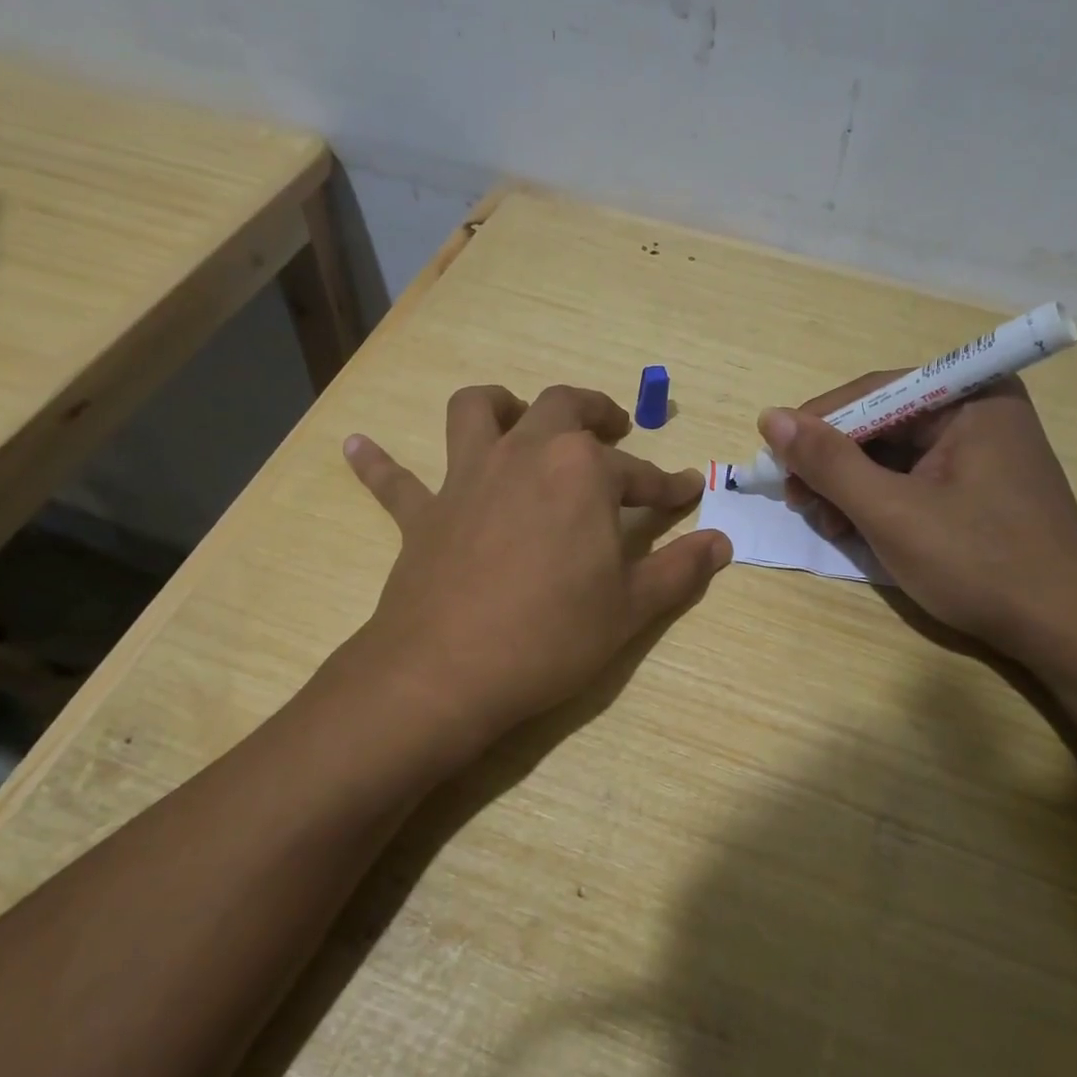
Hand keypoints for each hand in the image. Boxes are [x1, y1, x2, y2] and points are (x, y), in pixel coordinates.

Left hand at [344, 384, 732, 749]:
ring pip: (476, 411)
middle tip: (612, 429)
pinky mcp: (422, 513)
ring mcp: (467, 478)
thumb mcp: (630, 609)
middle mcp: (525, 455)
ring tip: (516, 415)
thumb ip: (679, 570)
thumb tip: (722, 543)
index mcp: (582, 473)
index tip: (688, 492)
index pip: (640, 473)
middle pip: (562, 407)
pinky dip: (377, 463)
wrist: (447, 672)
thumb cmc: (551, 636)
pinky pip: (394, 481)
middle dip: (595, 412)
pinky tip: (355, 445)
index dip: (669, 485)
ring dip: (499, 404)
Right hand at [759, 375, 1076, 667]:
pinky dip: (877, 501)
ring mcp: (982, 451)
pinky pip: (912, 479)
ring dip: (849, 486)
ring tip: (824, 523)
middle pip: (881, 422)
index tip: (775, 461)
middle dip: (833, 462)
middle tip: (798, 500)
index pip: (873, 392)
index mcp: (972, 398)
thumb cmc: (980, 564)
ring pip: (891, 454)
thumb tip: (770, 418)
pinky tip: (855, 528)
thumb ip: (829, 462)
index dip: (817, 424)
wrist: (1067, 633)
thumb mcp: (891, 512)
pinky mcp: (979, 487)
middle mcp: (979, 412)